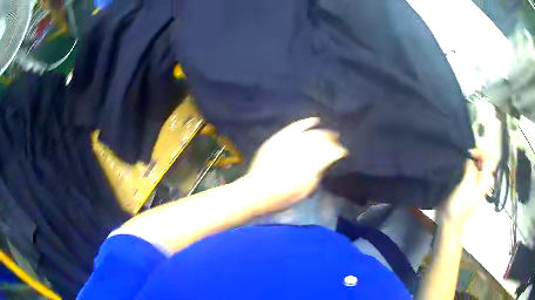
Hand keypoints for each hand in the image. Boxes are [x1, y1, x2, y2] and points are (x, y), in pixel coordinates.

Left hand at [242, 117, 347, 214]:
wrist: (256, 191)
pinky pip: (294, 127)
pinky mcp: (278, 139)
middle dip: (333, 141)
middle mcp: (300, 151)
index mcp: (309, 166)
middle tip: (338, 142)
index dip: (339, 151)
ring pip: (311, 133)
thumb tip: (325, 164)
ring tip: (331, 133)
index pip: (330, 153)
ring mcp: (288, 143)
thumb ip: (317, 175)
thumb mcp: (305, 192)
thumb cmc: (282, 197)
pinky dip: (306, 123)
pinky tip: (315, 120)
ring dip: (323, 132)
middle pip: (322, 141)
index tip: (344, 152)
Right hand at [438, 149, 495, 231]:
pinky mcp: (469, 186)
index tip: (468, 152)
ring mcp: (476, 184)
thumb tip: (469, 157)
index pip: (489, 158)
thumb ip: (470, 169)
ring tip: (459, 159)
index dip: (480, 151)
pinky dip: (466, 166)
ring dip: (469, 160)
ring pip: (477, 165)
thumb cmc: (458, 206)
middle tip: (463, 155)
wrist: (449, 223)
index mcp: (485, 181)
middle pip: (483, 160)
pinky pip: (470, 171)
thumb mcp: (465, 186)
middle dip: (474, 154)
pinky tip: (458, 167)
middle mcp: (483, 180)